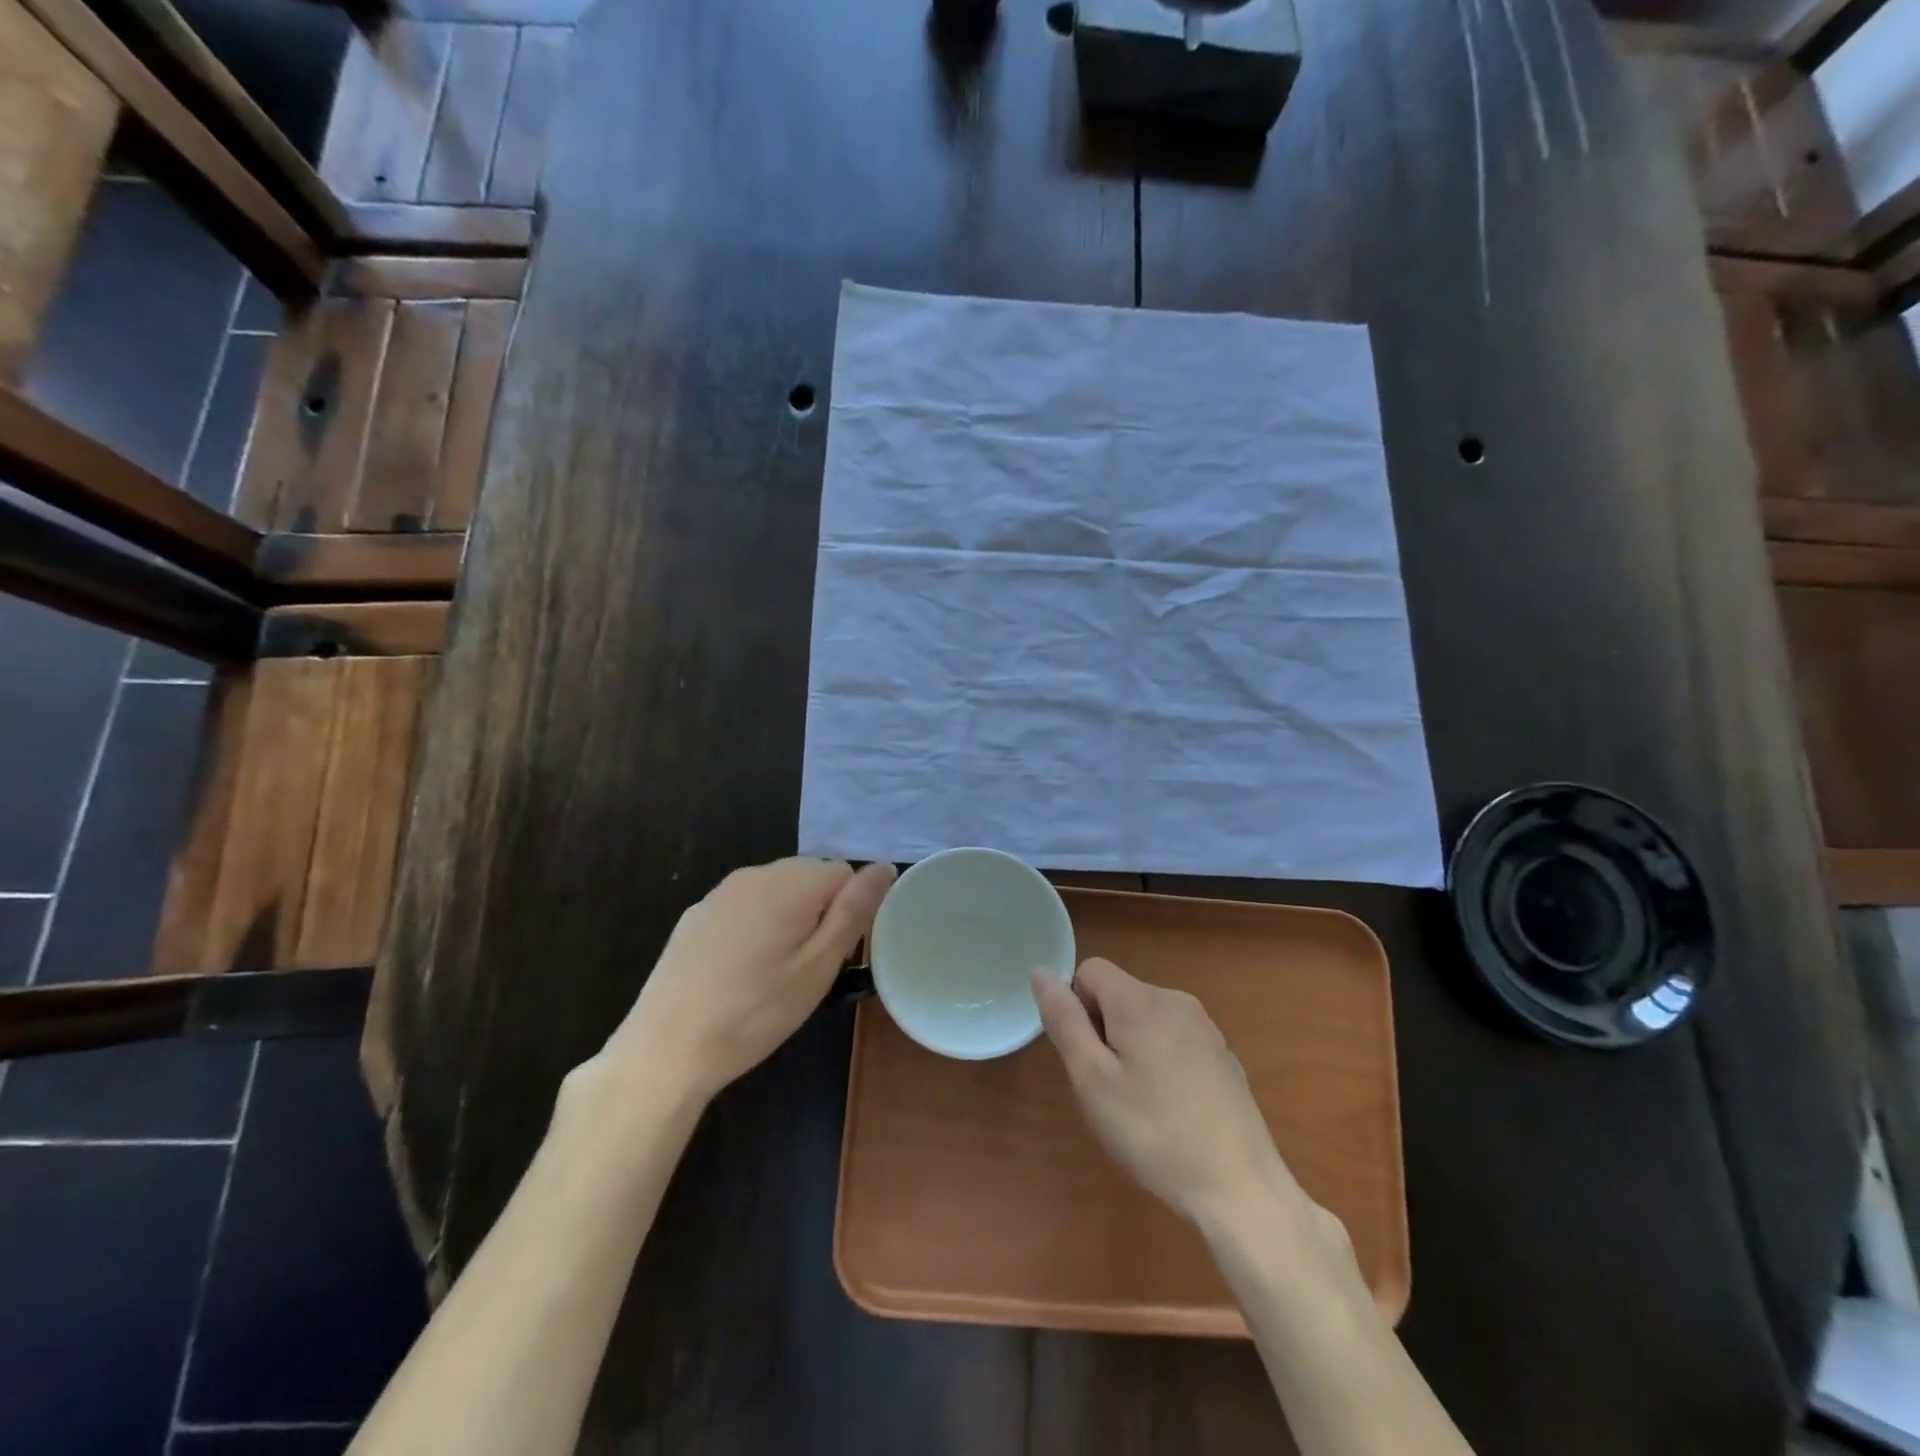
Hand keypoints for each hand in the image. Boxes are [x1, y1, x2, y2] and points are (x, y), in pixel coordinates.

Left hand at [605, 858, 894, 1100]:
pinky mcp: (696, 914)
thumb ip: (854, 911)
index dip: (848, 913)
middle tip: (806, 970)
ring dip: (786, 920)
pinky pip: (744, 907)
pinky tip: (738, 972)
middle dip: (818, 913)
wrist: (666, 1049)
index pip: (845, 873)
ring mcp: (721, 892)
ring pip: (776, 891)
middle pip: (810, 877)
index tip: (833, 956)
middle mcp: (756, 873)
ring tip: (773, 975)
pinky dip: (754, 927)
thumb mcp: (818, 967)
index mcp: (791, 882)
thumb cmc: (755, 1012)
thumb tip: (885, 866)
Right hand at [1033, 958, 1311, 1228]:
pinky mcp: (1222, 1053)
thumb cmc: (1154, 1134)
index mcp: (1140, 1000)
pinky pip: (1173, 1038)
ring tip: (1140, 1104)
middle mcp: (1175, 999)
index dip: (1076, 1008)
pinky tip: (1172, 1110)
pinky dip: (1161, 1060)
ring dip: (1131, 1046)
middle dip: (1103, 1030)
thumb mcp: (1093, 1080)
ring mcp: (1204, 1026)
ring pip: (1145, 1017)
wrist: (1240, 1187)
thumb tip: (1041, 972)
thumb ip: (1064, 1021)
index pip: (1089, 971)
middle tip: (1109, 1088)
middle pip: (1118, 994)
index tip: (1087, 1057)